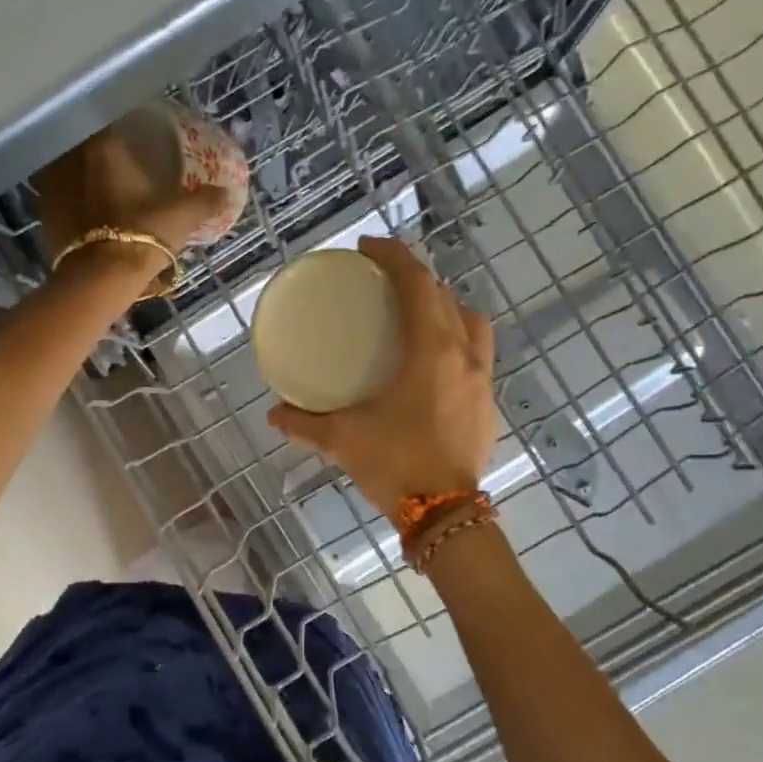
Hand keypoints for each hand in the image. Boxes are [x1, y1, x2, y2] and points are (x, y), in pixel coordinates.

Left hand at [35, 128, 227, 273]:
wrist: (100, 279)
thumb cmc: (143, 236)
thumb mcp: (183, 216)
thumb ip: (206, 200)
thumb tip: (225, 192)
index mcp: (105, 146)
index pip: (114, 121)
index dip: (128, 127)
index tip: (141, 138)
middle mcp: (72, 156)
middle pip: (89, 143)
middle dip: (104, 151)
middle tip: (124, 163)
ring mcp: (51, 184)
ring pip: (71, 168)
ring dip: (85, 174)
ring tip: (105, 187)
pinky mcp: (43, 212)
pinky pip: (60, 195)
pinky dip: (73, 199)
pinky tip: (88, 211)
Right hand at [268, 236, 496, 522]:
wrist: (445, 513)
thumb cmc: (395, 465)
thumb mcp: (342, 440)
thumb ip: (304, 422)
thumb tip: (274, 412)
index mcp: (432, 352)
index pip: (418, 285)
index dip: (394, 256)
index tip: (367, 248)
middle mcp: (465, 355)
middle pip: (445, 296)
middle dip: (415, 278)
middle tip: (383, 281)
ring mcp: (482, 379)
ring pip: (471, 321)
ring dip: (444, 306)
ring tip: (414, 316)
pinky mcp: (488, 402)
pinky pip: (477, 351)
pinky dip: (455, 338)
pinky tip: (430, 361)